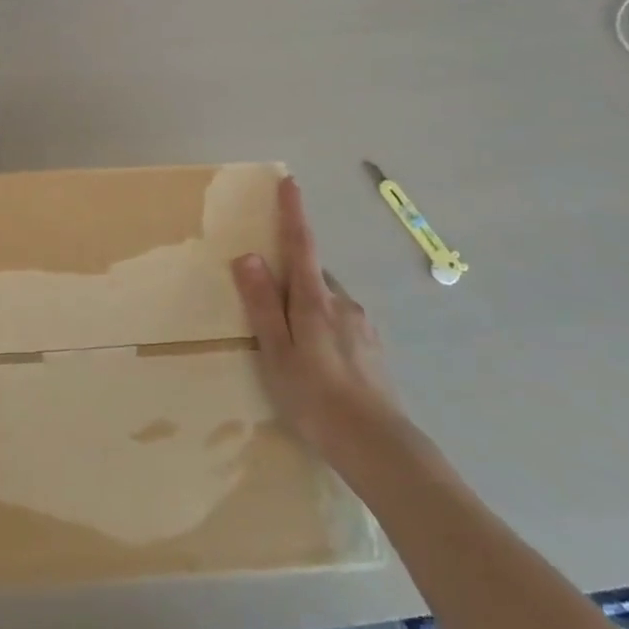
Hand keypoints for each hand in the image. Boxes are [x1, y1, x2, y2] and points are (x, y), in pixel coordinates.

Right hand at [232, 176, 402, 450]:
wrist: (379, 446)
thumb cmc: (316, 397)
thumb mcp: (277, 352)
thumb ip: (262, 304)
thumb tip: (248, 256)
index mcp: (315, 300)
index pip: (301, 244)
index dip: (293, 212)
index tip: (290, 181)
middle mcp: (343, 302)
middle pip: (312, 273)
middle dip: (292, 275)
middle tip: (269, 303)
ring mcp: (362, 325)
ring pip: (327, 300)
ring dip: (307, 305)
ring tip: (291, 343)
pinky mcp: (373, 347)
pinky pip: (341, 321)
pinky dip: (323, 326)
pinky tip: (318, 361)